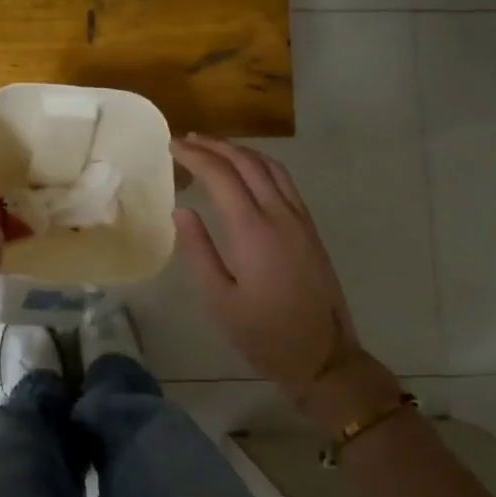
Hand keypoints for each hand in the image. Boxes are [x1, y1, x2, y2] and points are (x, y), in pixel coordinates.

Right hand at [172, 137, 397, 426]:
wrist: (324, 356)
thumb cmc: (265, 334)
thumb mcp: (219, 301)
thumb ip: (198, 251)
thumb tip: (181, 210)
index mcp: (253, 230)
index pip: (221, 176)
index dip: (195, 156)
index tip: (171, 146)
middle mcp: (279, 214)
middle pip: (246, 163)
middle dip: (215, 146)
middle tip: (186, 140)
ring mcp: (299, 219)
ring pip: (270, 166)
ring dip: (240, 151)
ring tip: (213, 147)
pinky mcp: (310, 228)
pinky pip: (285, 180)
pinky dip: (261, 164)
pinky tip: (248, 170)